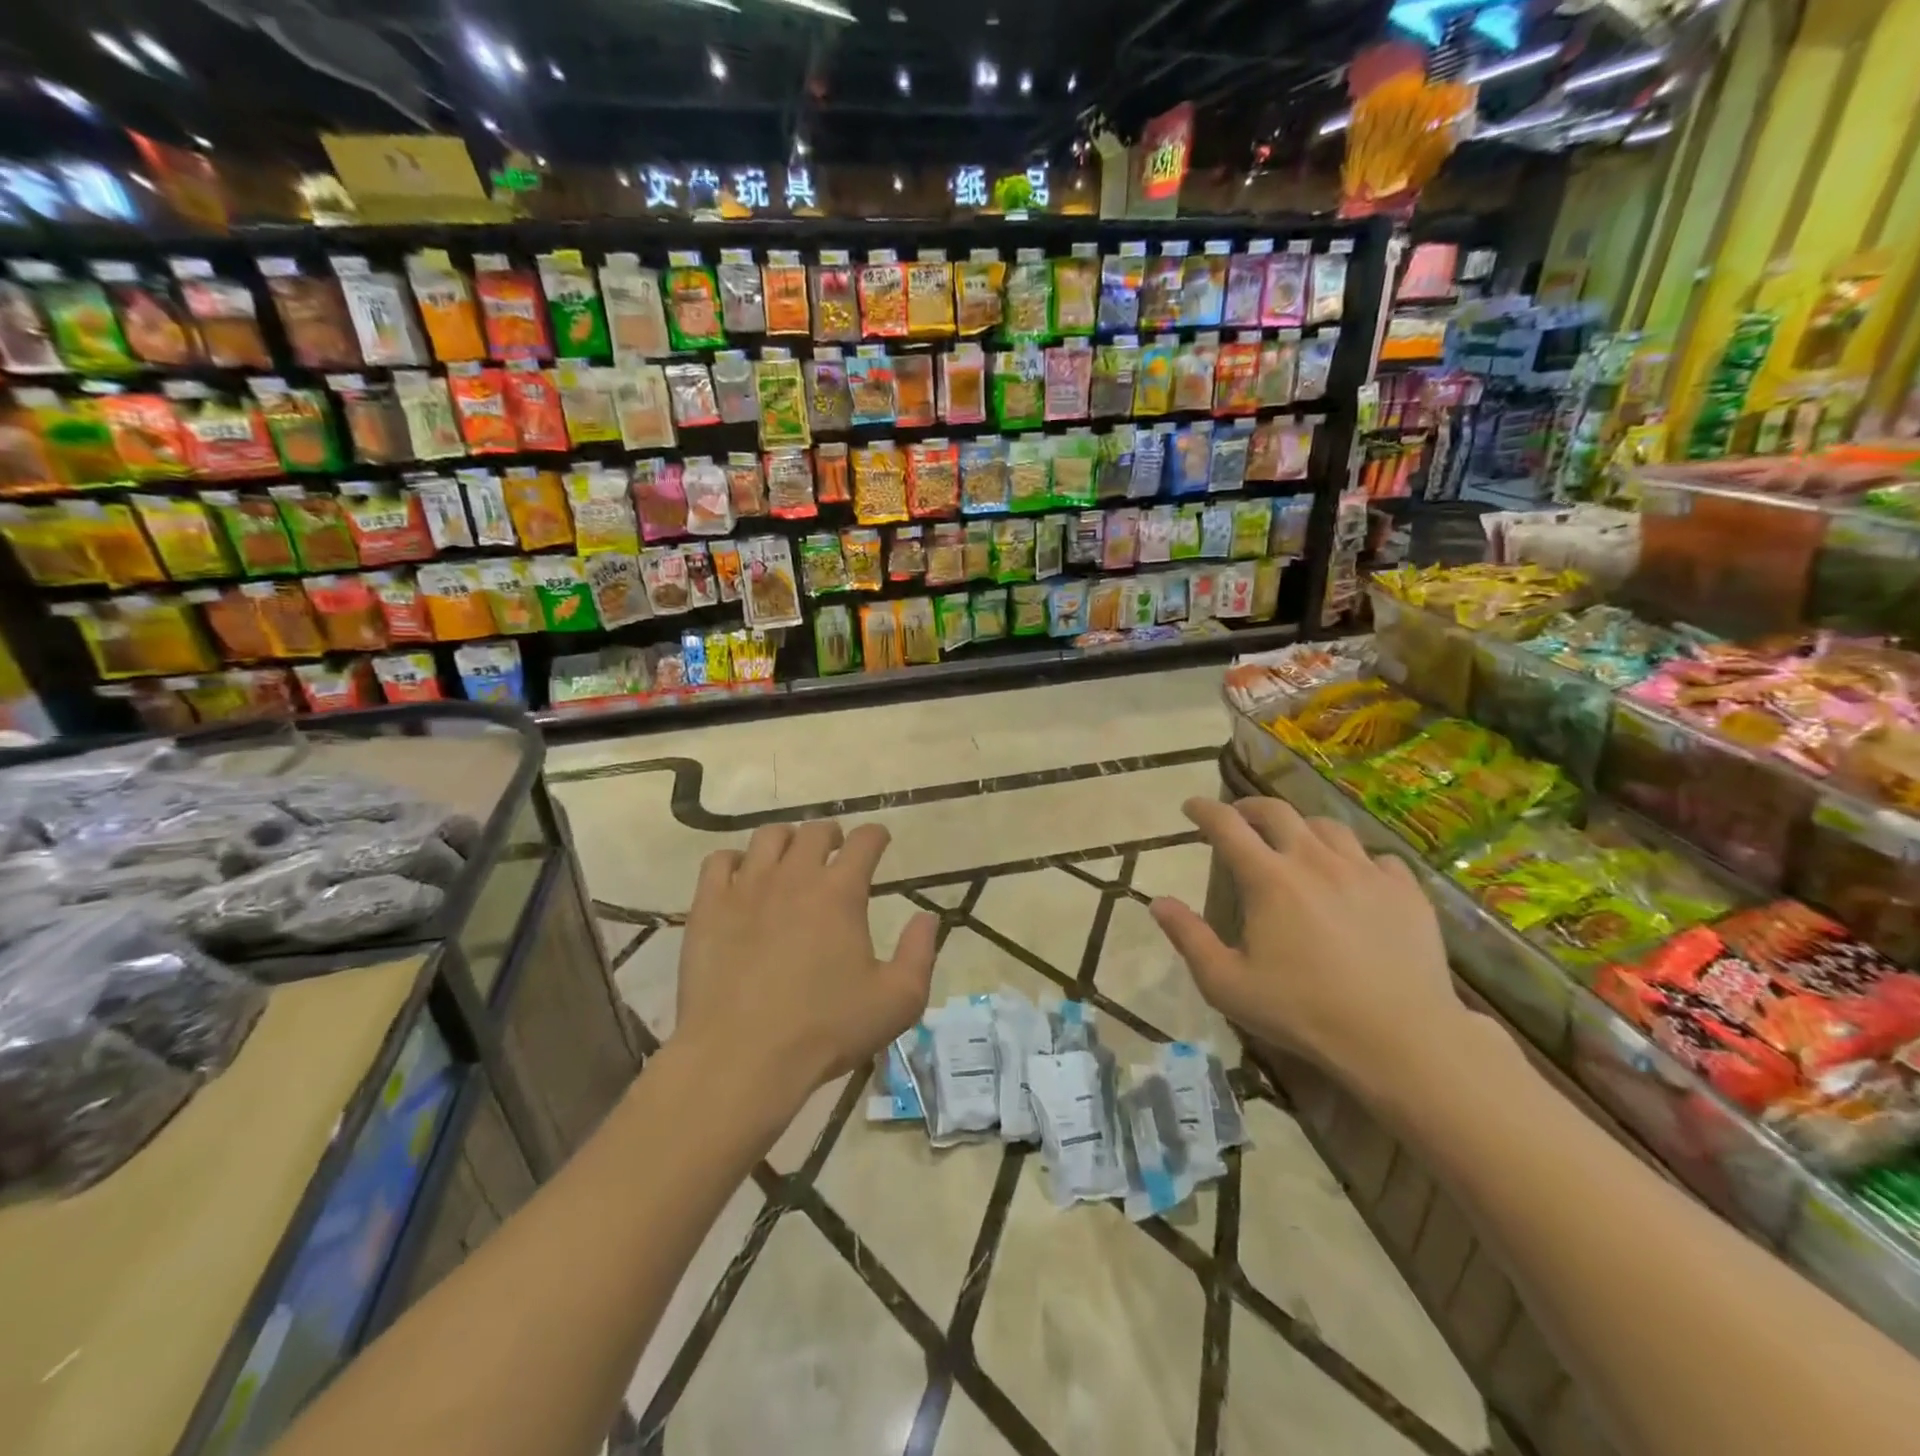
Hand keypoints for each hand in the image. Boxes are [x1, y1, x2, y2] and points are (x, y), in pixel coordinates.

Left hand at [676, 820, 937, 1119]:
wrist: (741, 1058)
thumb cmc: (825, 1030)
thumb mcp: (897, 1000)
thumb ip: (920, 953)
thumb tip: (927, 917)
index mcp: (841, 892)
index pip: (865, 841)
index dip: (877, 836)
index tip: (880, 841)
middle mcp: (794, 876)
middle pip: (815, 831)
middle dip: (832, 834)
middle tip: (837, 850)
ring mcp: (746, 888)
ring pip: (767, 837)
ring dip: (787, 840)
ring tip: (791, 857)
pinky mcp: (708, 907)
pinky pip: (719, 861)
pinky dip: (735, 861)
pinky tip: (741, 878)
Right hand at [1149, 796, 1474, 1094]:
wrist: (1400, 1039)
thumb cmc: (1303, 1012)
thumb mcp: (1227, 984)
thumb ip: (1189, 938)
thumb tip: (1158, 902)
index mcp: (1269, 879)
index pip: (1227, 826)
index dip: (1204, 810)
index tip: (1191, 806)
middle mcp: (1315, 861)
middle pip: (1278, 812)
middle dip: (1250, 807)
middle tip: (1238, 816)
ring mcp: (1366, 872)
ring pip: (1328, 827)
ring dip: (1302, 827)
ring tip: (1295, 842)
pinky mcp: (1406, 891)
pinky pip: (1377, 858)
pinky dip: (1356, 859)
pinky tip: (1354, 877)